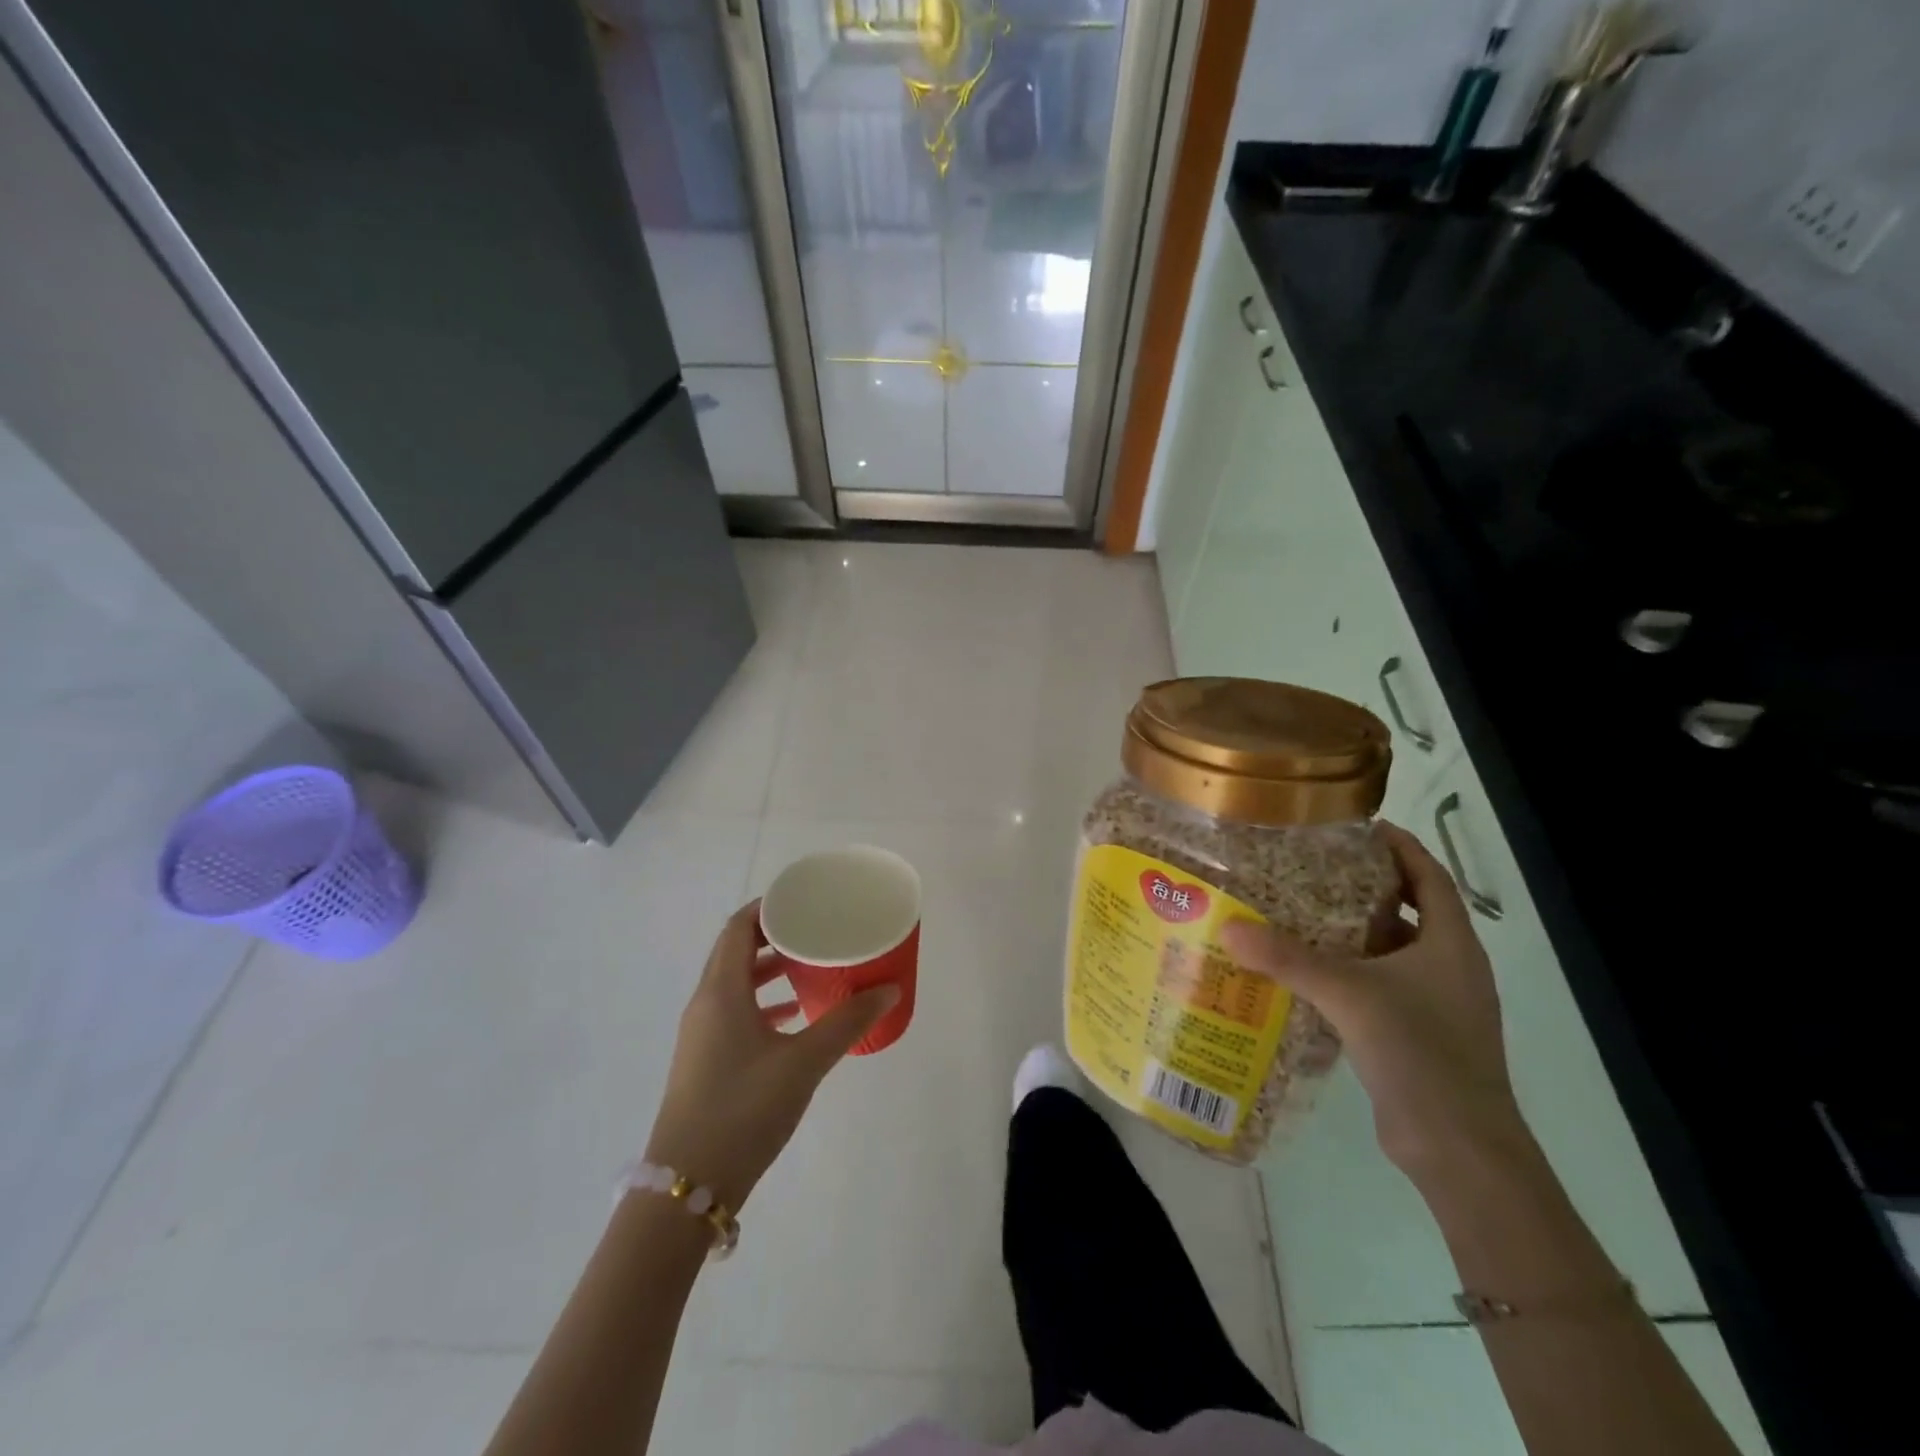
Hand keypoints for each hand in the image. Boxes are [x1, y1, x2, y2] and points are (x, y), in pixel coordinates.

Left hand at [645, 901, 897, 1209]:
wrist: (687, 1186)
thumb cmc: (744, 1109)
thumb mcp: (804, 1063)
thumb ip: (847, 1022)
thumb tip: (888, 990)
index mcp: (721, 991)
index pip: (738, 927)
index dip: (768, 907)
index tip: (805, 900)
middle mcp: (705, 1004)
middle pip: (735, 951)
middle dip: (774, 936)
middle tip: (815, 931)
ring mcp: (700, 1034)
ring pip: (735, 983)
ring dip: (769, 970)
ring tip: (810, 969)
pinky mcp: (704, 1060)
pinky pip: (734, 1012)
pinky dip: (762, 1002)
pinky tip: (795, 1019)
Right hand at [1221, 823, 1527, 1181]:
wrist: (1460, 1148)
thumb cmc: (1420, 1052)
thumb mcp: (1349, 995)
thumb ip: (1288, 959)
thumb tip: (1228, 928)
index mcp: (1451, 944)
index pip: (1430, 877)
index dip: (1401, 847)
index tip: (1360, 827)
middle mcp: (1450, 967)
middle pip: (1411, 911)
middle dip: (1366, 888)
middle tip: (1313, 868)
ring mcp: (1439, 1005)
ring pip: (1393, 952)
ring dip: (1354, 933)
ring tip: (1301, 914)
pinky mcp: (1419, 1035)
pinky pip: (1382, 987)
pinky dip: (1350, 973)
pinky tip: (1309, 975)